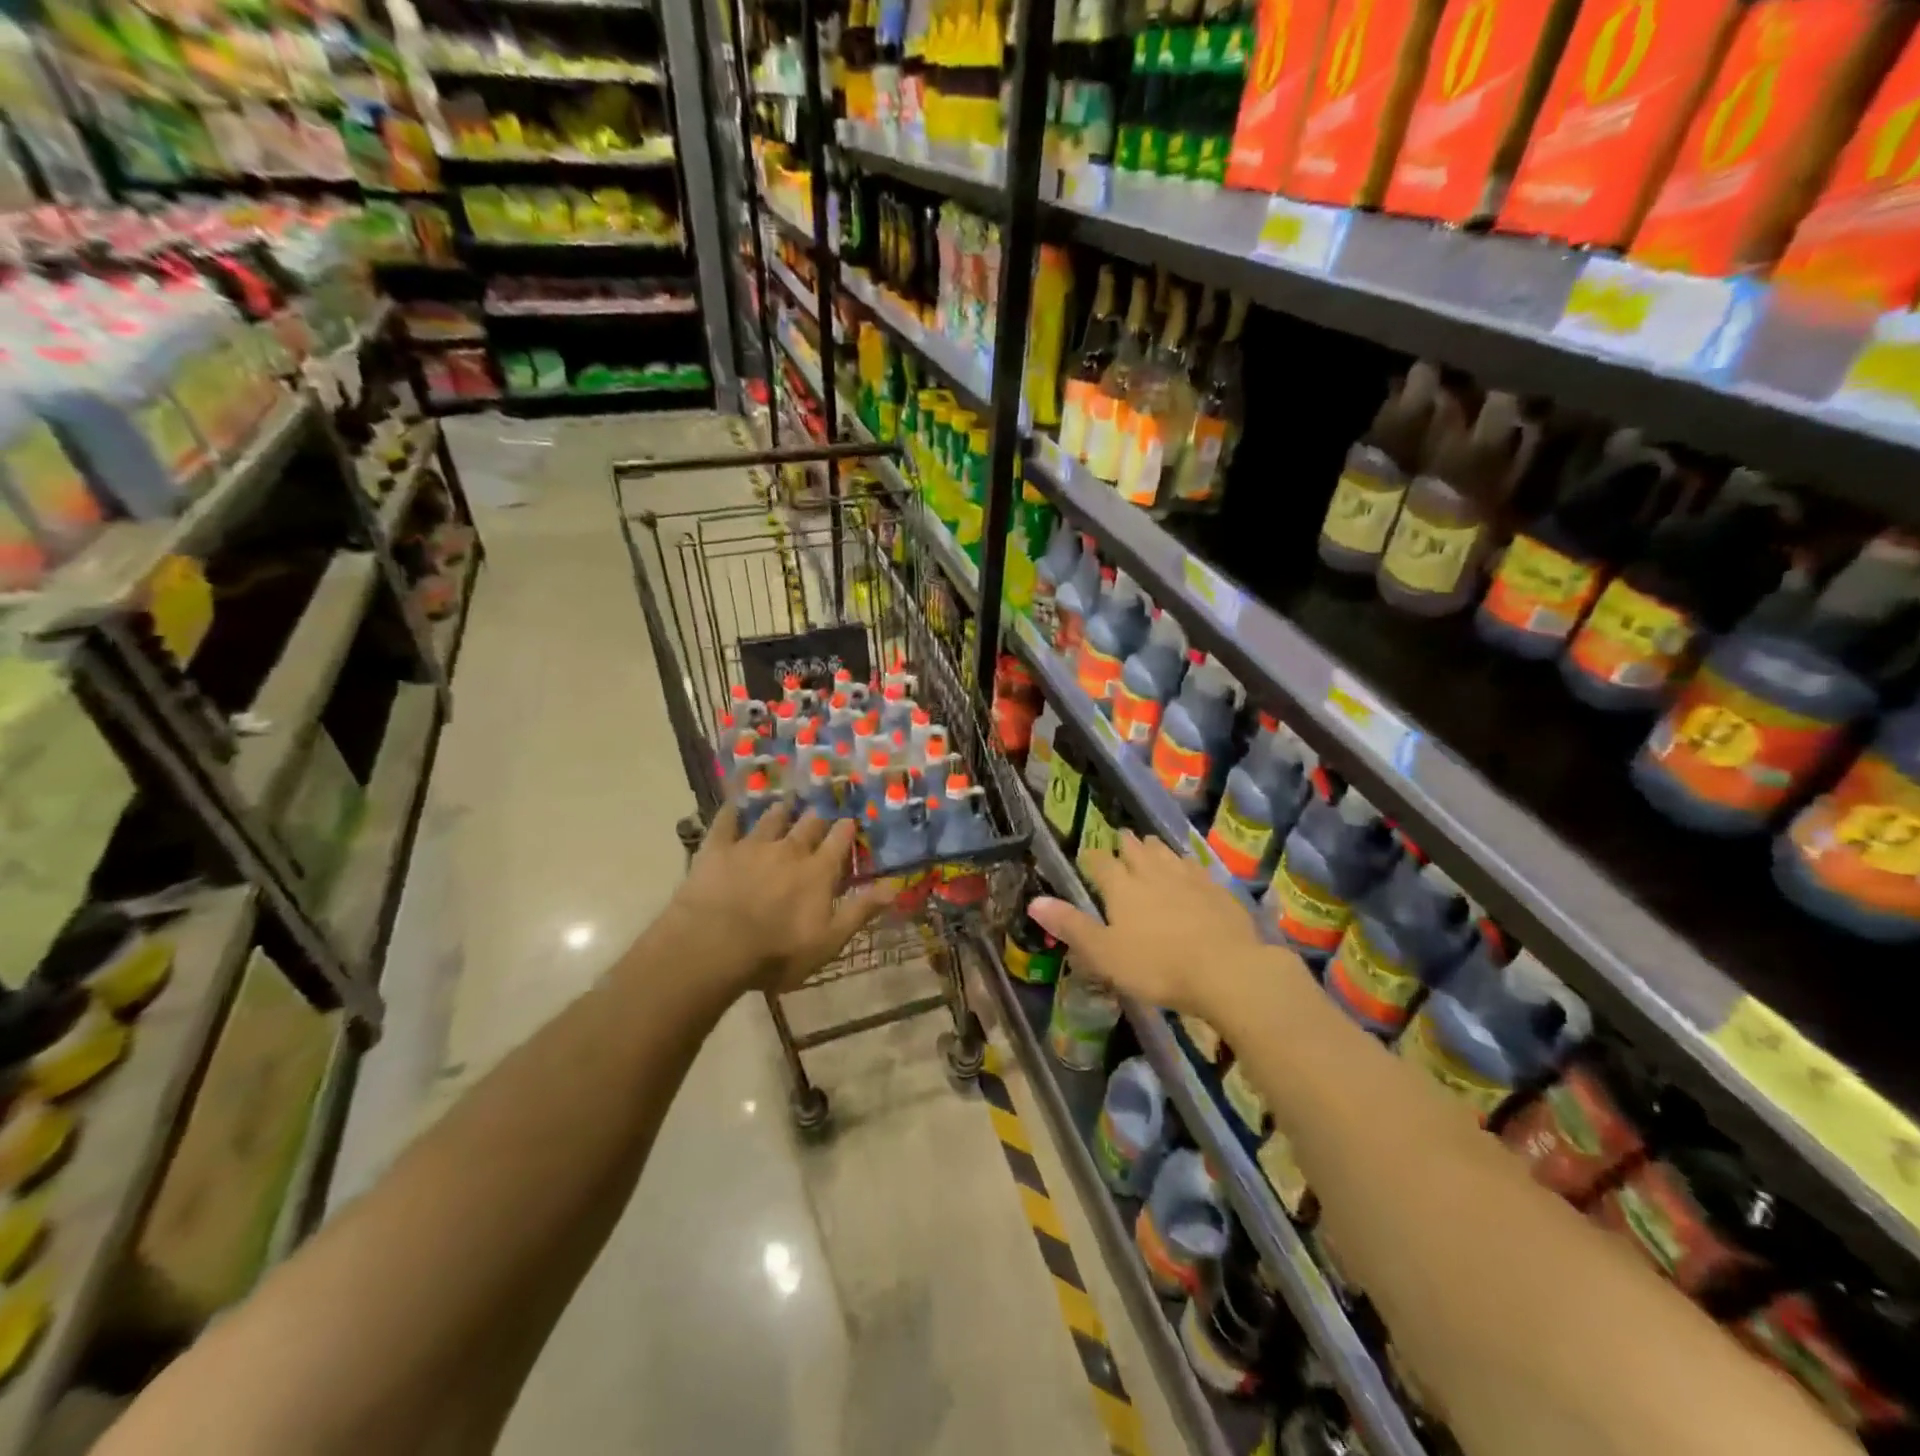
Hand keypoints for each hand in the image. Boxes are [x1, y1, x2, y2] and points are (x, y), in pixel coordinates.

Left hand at [672, 803, 892, 994]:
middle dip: (816, 820)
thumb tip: (894, 887)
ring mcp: (752, 845)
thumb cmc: (777, 952)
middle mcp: (789, 849)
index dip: (845, 830)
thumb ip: (860, 911)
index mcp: (818, 871)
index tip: (849, 822)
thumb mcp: (829, 940)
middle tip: (818, 816)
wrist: (714, 946)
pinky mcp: (718, 849)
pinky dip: (730, 813)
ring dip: (780, 812)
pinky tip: (731, 805)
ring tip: (784, 806)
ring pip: (771, 819)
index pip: (838, 841)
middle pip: (808, 825)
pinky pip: (725, 822)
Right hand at [1028, 832, 1263, 1015]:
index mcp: (1121, 887)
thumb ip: (1071, 926)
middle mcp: (1152, 873)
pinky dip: (1185, 864)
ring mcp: (1188, 878)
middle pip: (1135, 849)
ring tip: (1150, 846)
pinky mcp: (1217, 889)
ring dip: (1154, 848)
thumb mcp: (1105, 954)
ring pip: (1166, 852)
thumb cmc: (1157, 966)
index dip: (1092, 858)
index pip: (1100, 862)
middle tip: (1120, 840)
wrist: (1227, 970)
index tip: (1087, 858)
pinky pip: (1195, 867)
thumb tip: (1034, 902)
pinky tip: (1188, 870)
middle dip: (1125, 844)